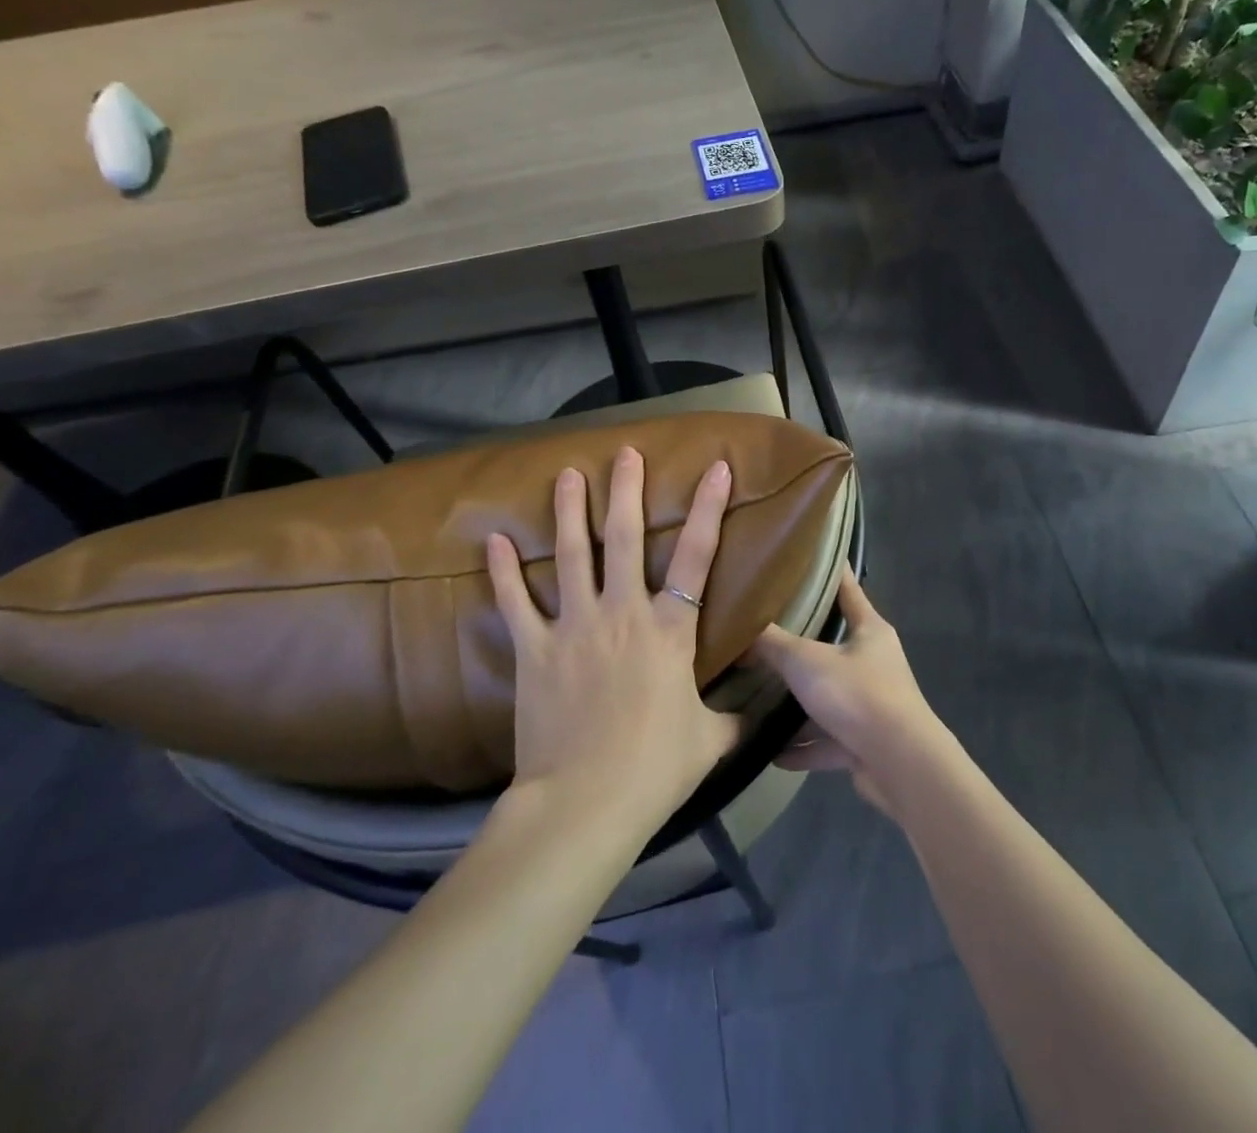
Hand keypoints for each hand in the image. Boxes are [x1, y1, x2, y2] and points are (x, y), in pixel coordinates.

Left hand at [486, 447, 742, 834]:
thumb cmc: (655, 769)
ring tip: (567, 474)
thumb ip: (734, 717)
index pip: (698, 556)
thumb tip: (763, 712)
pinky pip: (516, 602)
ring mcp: (575, 626)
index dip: (710, 508)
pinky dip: (503, 571)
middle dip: (626, 490)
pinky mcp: (535, 649)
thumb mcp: (710, 741)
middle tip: (625, 453)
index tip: (716, 468)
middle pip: (627, 538)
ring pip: (572, 555)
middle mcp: (623, 613)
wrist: (586, 803)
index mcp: (670, 630)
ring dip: (570, 511)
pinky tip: (493, 540)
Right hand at [751, 569, 944, 814]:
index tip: (811, 556)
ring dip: (799, 702)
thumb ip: (772, 644)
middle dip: (802, 643)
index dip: (831, 572)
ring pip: (828, 696)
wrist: (899, 764)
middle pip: (834, 645)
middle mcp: (874, 663)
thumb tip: (741, 630)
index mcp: (870, 631)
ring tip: (760, 696)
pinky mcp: (864, 743)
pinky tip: (770, 751)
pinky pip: (826, 741)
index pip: (849, 589)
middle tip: (765, 630)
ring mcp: (871, 705)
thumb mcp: (806, 661)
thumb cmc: (857, 694)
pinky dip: (801, 747)